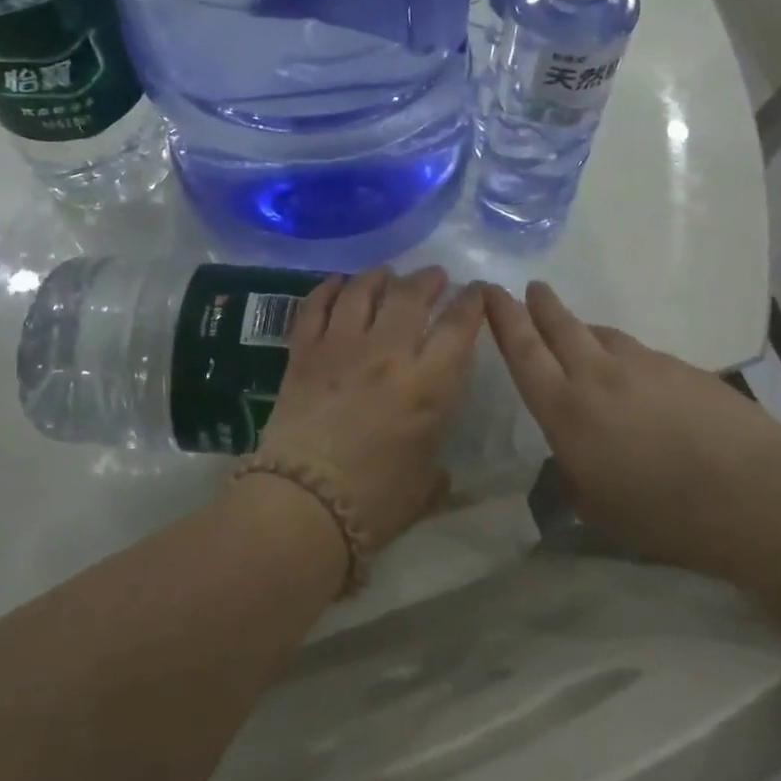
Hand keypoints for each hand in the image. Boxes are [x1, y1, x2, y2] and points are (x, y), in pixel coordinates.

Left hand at [256, 267, 486, 549]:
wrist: (302, 505)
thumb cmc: (374, 503)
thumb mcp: (424, 487)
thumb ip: (436, 467)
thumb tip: (438, 468)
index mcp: (428, 384)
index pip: (459, 326)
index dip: (473, 302)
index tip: (477, 291)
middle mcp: (387, 353)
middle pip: (411, 296)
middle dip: (428, 279)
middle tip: (435, 277)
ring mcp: (341, 347)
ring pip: (362, 291)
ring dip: (379, 277)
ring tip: (387, 274)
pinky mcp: (303, 353)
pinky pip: (316, 308)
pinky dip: (328, 289)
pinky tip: (337, 282)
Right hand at [485, 281, 780, 569]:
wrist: (752, 494)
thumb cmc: (661, 514)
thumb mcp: (596, 506)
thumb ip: (572, 473)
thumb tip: (571, 455)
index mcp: (566, 409)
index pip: (524, 352)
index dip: (504, 319)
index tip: (491, 292)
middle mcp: (598, 375)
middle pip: (561, 326)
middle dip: (542, 305)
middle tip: (531, 288)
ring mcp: (644, 365)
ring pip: (604, 335)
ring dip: (585, 331)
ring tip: (582, 337)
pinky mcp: (683, 368)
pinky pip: (641, 354)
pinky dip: (627, 358)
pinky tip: (639, 382)